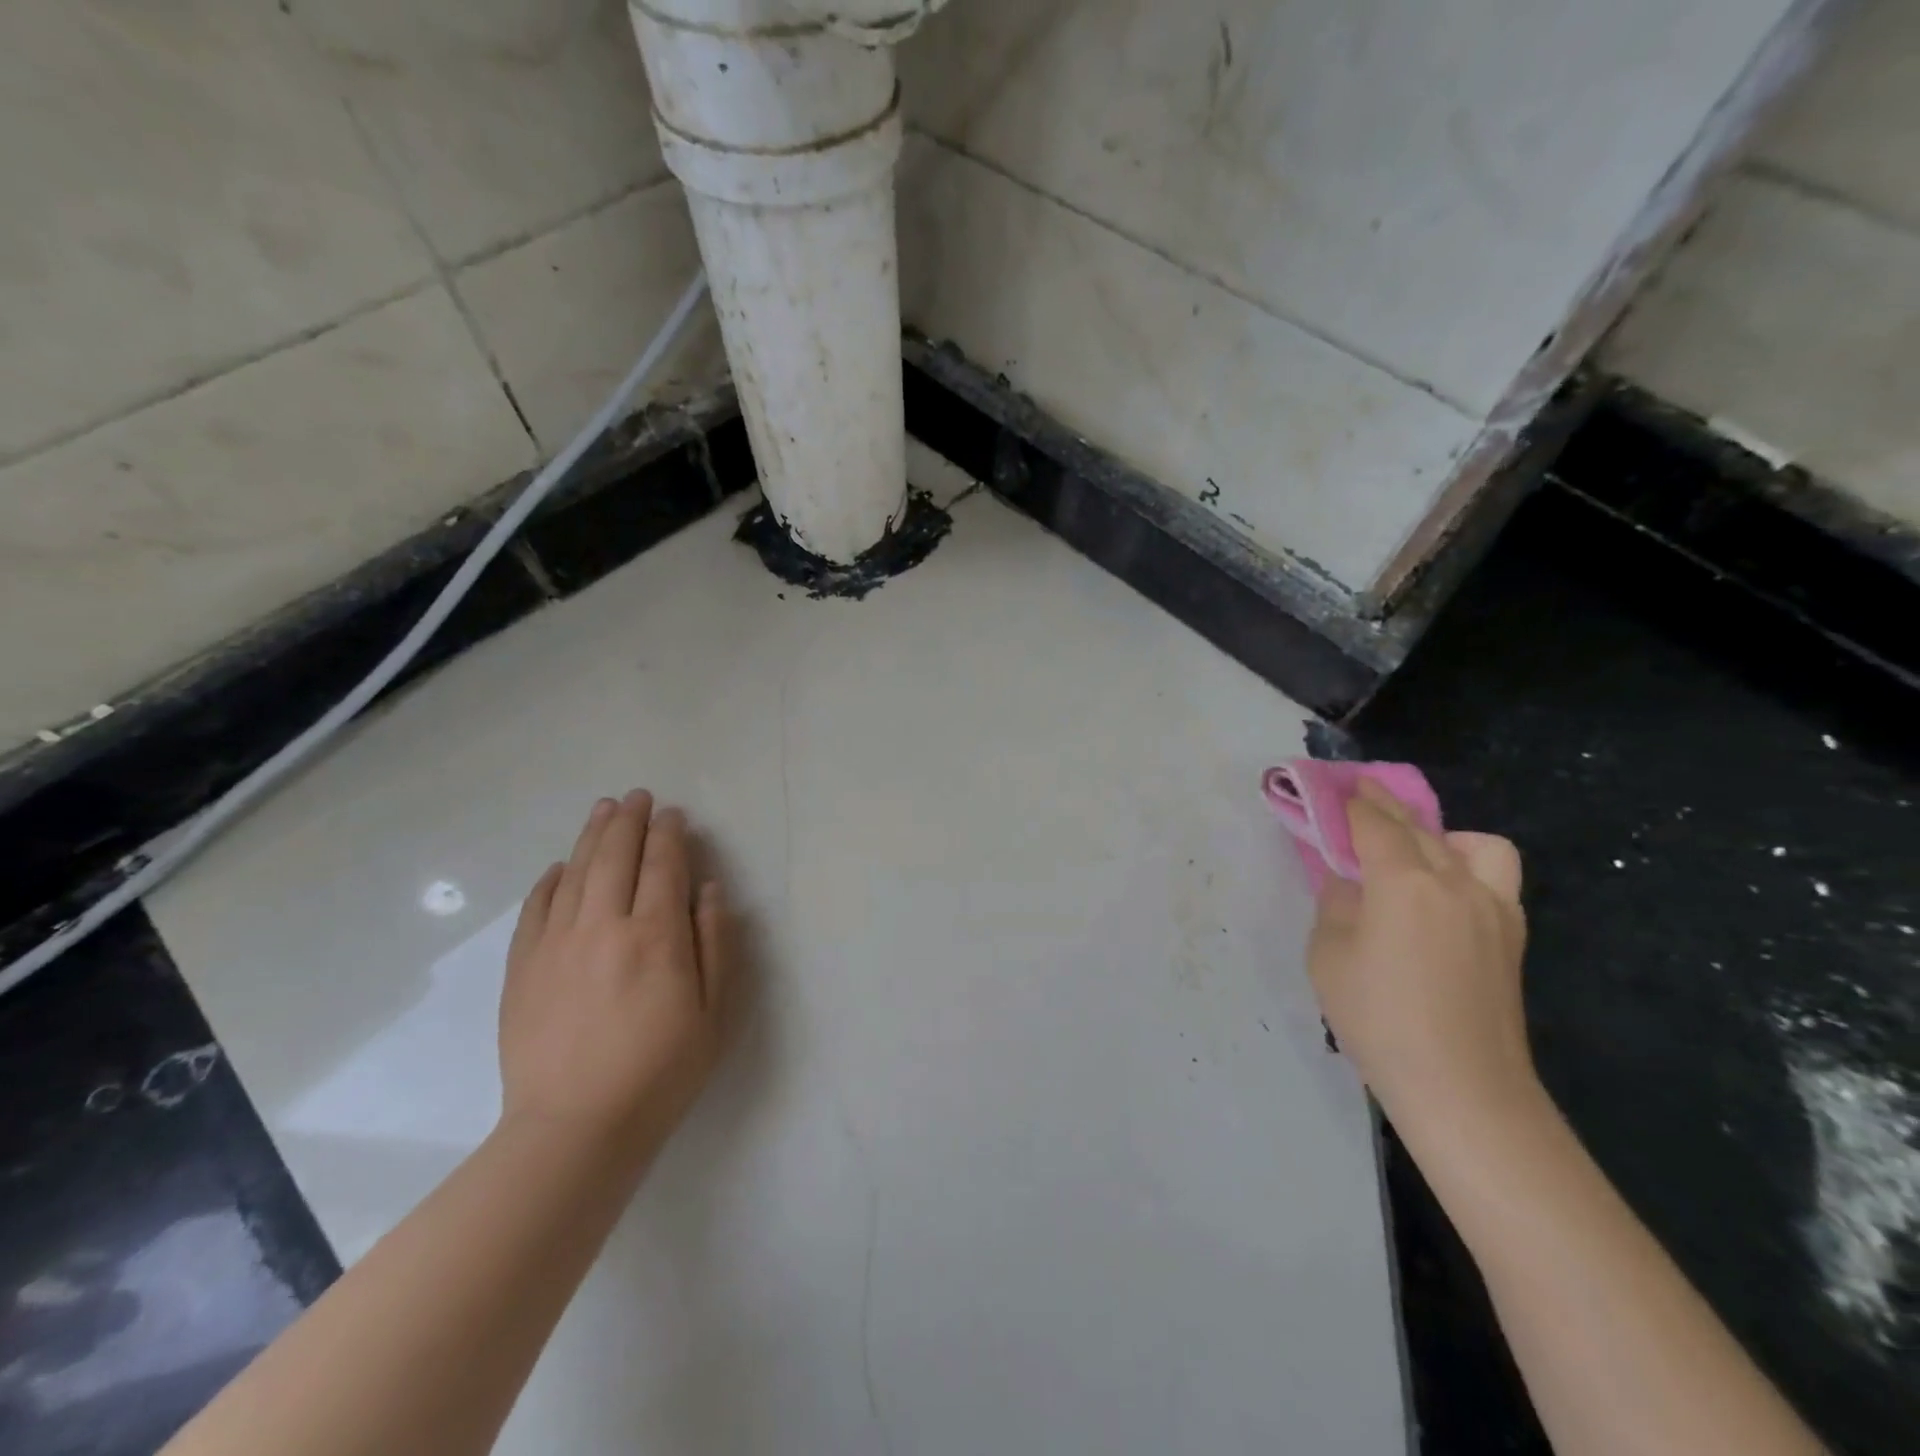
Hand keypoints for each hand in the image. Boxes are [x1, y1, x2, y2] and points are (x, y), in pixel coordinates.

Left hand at [498, 791, 734, 1160]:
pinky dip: (550, 880)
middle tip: (637, 797)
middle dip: (629, 820)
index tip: (673, 814)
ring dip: (591, 836)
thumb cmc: (661, 1071)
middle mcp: (604, 926)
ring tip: (602, 810)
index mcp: (656, 936)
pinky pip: (536, 908)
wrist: (575, 1128)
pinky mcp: (523, 967)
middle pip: (615, 856)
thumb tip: (708, 888)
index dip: (669, 834)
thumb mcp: (714, 1012)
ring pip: (574, 872)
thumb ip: (715, 943)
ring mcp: (556, 944)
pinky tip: (559, 867)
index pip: (663, 865)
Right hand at [1307, 780, 1535, 1139]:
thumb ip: (1335, 906)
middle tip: (1359, 797)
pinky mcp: (1512, 935)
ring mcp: (1493, 907)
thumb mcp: (1328, 957)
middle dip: (1385, 806)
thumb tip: (1348, 884)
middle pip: (1418, 826)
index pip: (1375, 824)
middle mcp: (1454, 881)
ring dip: (1440, 833)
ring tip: (1414, 851)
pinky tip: (1443, 892)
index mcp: (1403, 882)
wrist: (1463, 1088)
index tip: (1333, 789)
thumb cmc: (1380, 1019)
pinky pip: (1494, 876)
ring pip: (1472, 844)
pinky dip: (1468, 865)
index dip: (1351, 803)